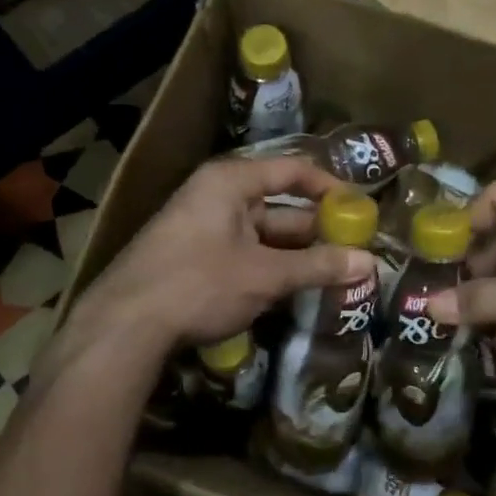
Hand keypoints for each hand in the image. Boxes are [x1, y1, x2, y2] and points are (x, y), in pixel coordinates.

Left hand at [78, 157, 375, 349]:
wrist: (125, 324)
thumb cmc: (200, 284)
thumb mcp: (266, 276)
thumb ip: (318, 267)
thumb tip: (370, 263)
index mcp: (231, 182)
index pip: (292, 171)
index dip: (330, 187)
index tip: (361, 210)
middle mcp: (217, 196)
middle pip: (280, 205)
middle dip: (318, 230)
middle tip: (357, 250)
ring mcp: (204, 227)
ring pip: (264, 235)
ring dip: (297, 255)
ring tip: (337, 274)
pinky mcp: (195, 257)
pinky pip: (245, 254)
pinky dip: (271, 268)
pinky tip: (297, 289)